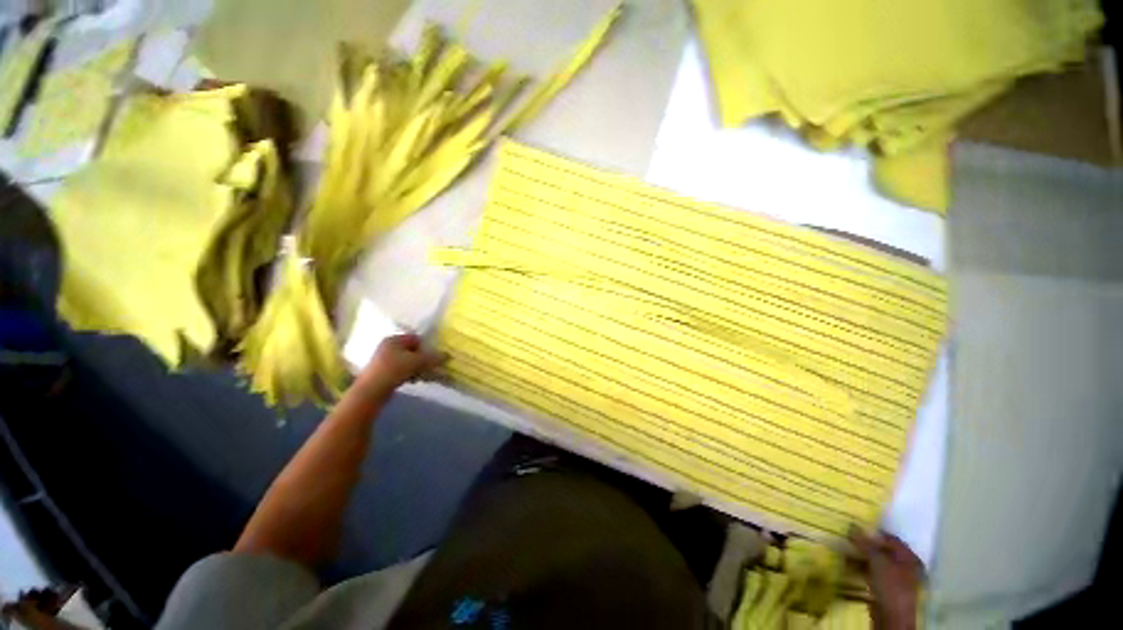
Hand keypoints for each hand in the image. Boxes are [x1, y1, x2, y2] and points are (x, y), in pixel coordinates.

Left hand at [355, 333, 445, 399]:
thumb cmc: (394, 370)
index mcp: (394, 339)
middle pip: (412, 350)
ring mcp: (383, 360)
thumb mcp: (417, 362)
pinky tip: (414, 380)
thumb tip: (446, 355)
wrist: (371, 391)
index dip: (427, 346)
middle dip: (422, 358)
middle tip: (431, 367)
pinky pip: (401, 370)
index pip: (416, 338)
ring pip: (407, 361)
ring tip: (423, 375)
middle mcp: (387, 346)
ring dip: (417, 367)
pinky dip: (409, 374)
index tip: (434, 356)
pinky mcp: (382, 372)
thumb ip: (432, 357)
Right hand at [850, 528, 923, 629]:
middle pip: (882, 550)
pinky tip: (847, 564)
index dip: (873, 533)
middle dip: (864, 545)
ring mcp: (894, 578)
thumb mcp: (878, 562)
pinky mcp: (884, 587)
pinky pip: (871, 572)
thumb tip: (852, 526)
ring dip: (860, 556)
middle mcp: (904, 566)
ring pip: (874, 562)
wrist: (891, 617)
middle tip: (846, 538)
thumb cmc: (891, 586)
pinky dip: (860, 567)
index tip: (854, 528)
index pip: (890, 538)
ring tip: (843, 549)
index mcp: (909, 558)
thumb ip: (866, 544)